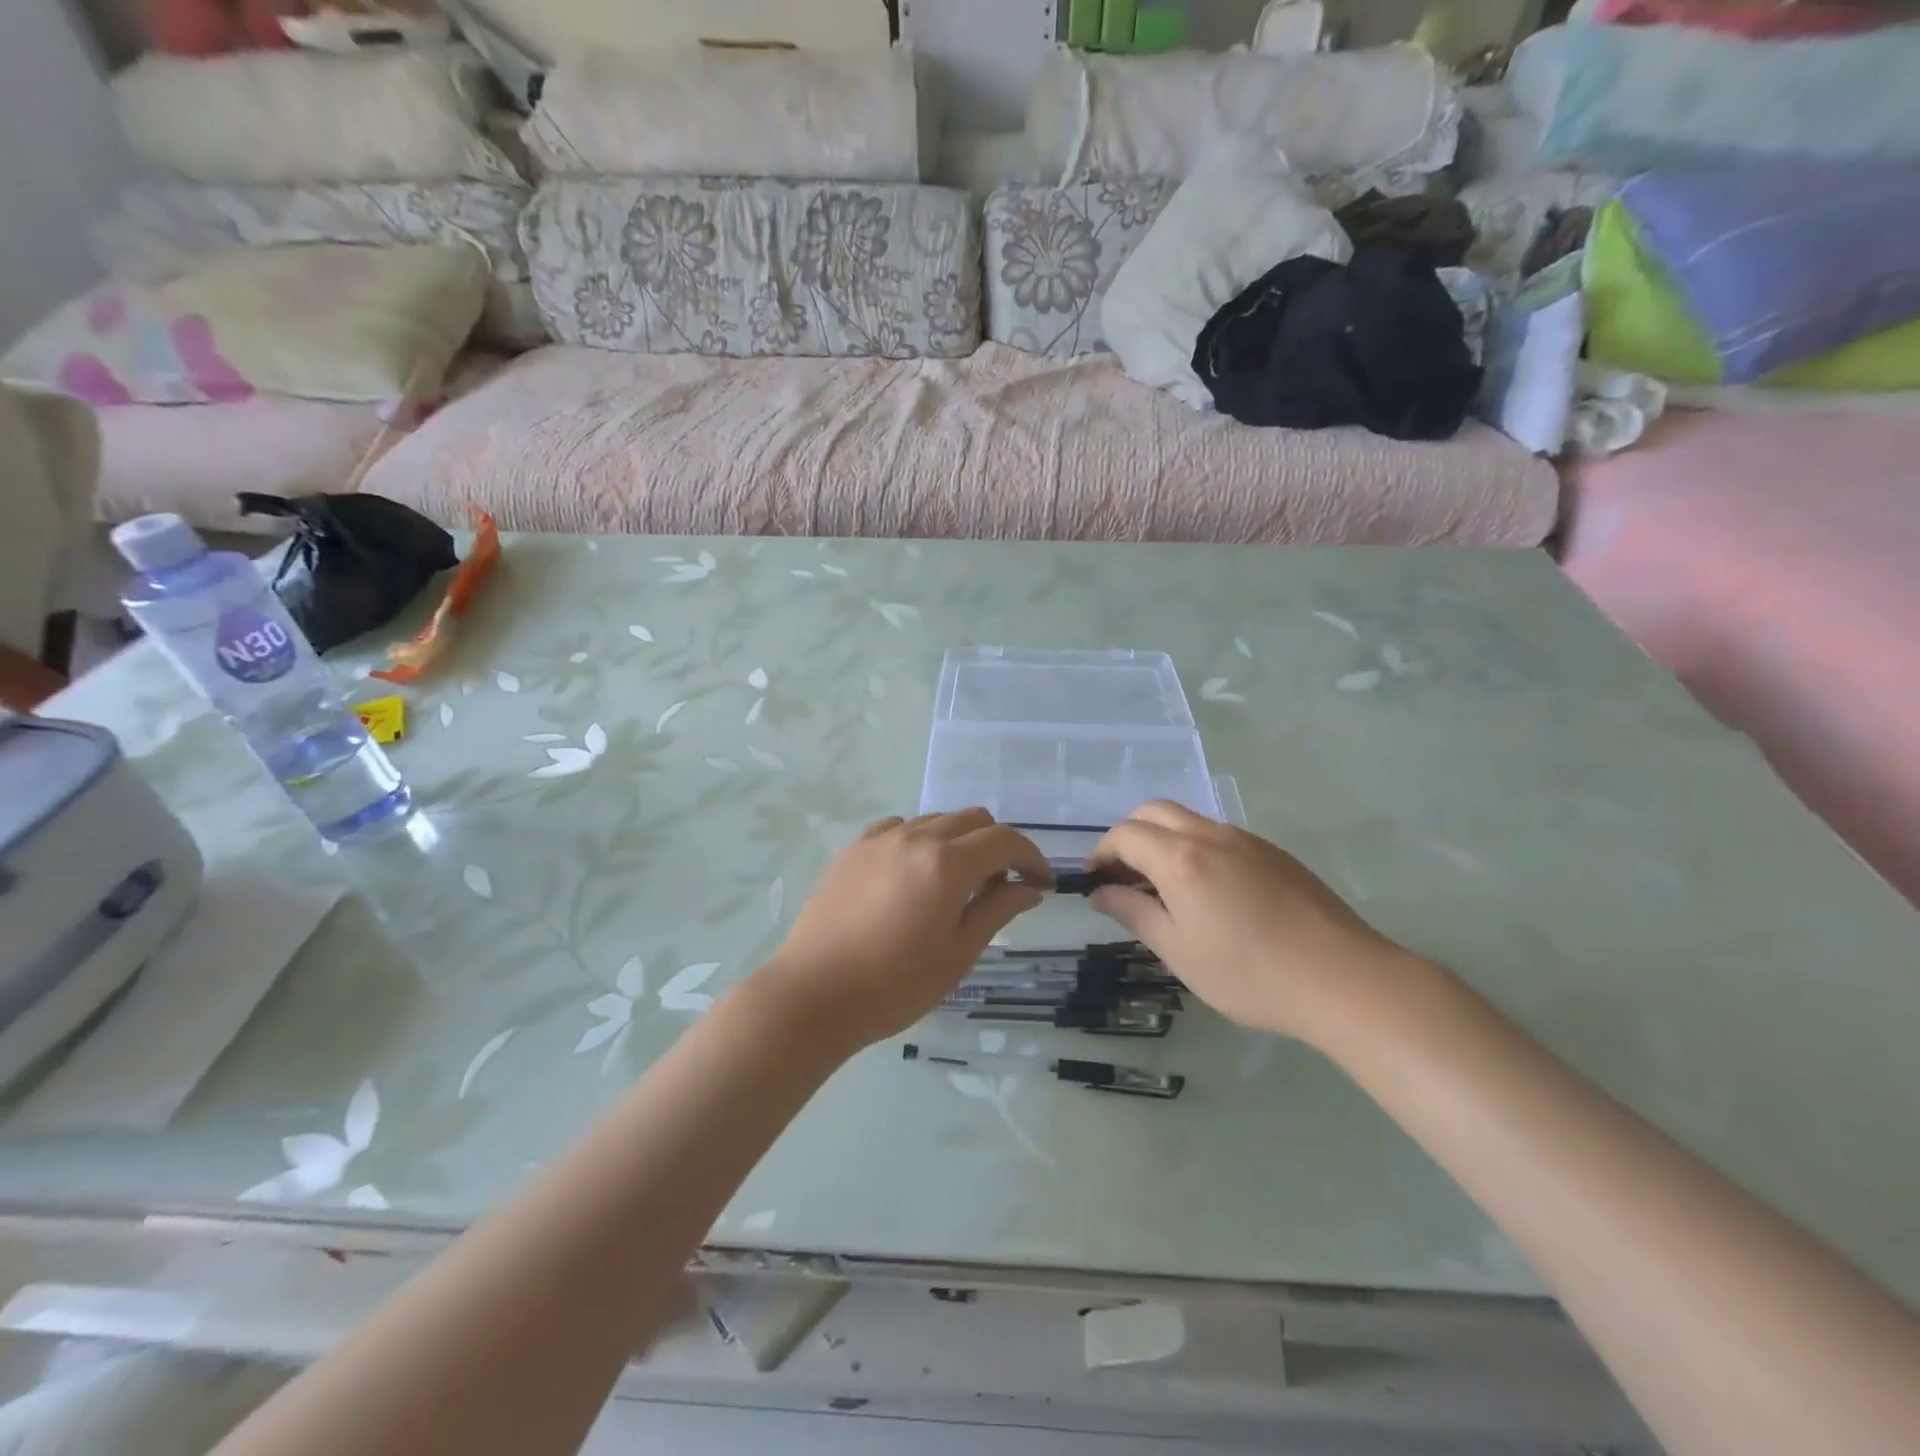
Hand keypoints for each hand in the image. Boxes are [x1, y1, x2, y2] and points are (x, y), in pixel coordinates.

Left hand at [763, 811, 1049, 1047]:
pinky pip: (900, 828)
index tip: (1040, 884)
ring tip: (955, 884)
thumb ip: (997, 910)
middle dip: (998, 846)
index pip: (1005, 841)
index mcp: (946, 864)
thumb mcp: (957, 954)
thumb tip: (1029, 888)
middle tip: (999, 886)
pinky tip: (913, 875)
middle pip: (973, 819)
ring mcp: (880, 839)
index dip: (1031, 858)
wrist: (814, 994)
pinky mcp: (854, 848)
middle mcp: (916, 838)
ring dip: (959, 842)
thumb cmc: (894, 985)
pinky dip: (921, 841)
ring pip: (937, 820)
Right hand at [1088, 802, 1413, 1045]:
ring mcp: (1246, 840)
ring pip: (1188, 820)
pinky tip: (1208, 893)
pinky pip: (1218, 835)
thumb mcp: (1179, 952)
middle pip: (1153, 812)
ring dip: (1162, 840)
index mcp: (1180, 857)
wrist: (1343, 979)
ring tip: (1163, 888)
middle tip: (1123, 878)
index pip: (1124, 834)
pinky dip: (1194, 848)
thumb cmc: (1249, 973)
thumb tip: (1101, 891)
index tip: (1094, 882)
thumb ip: (1133, 913)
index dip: (1100, 853)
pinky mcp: (1273, 853)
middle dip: (1128, 836)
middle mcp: (1210, 835)